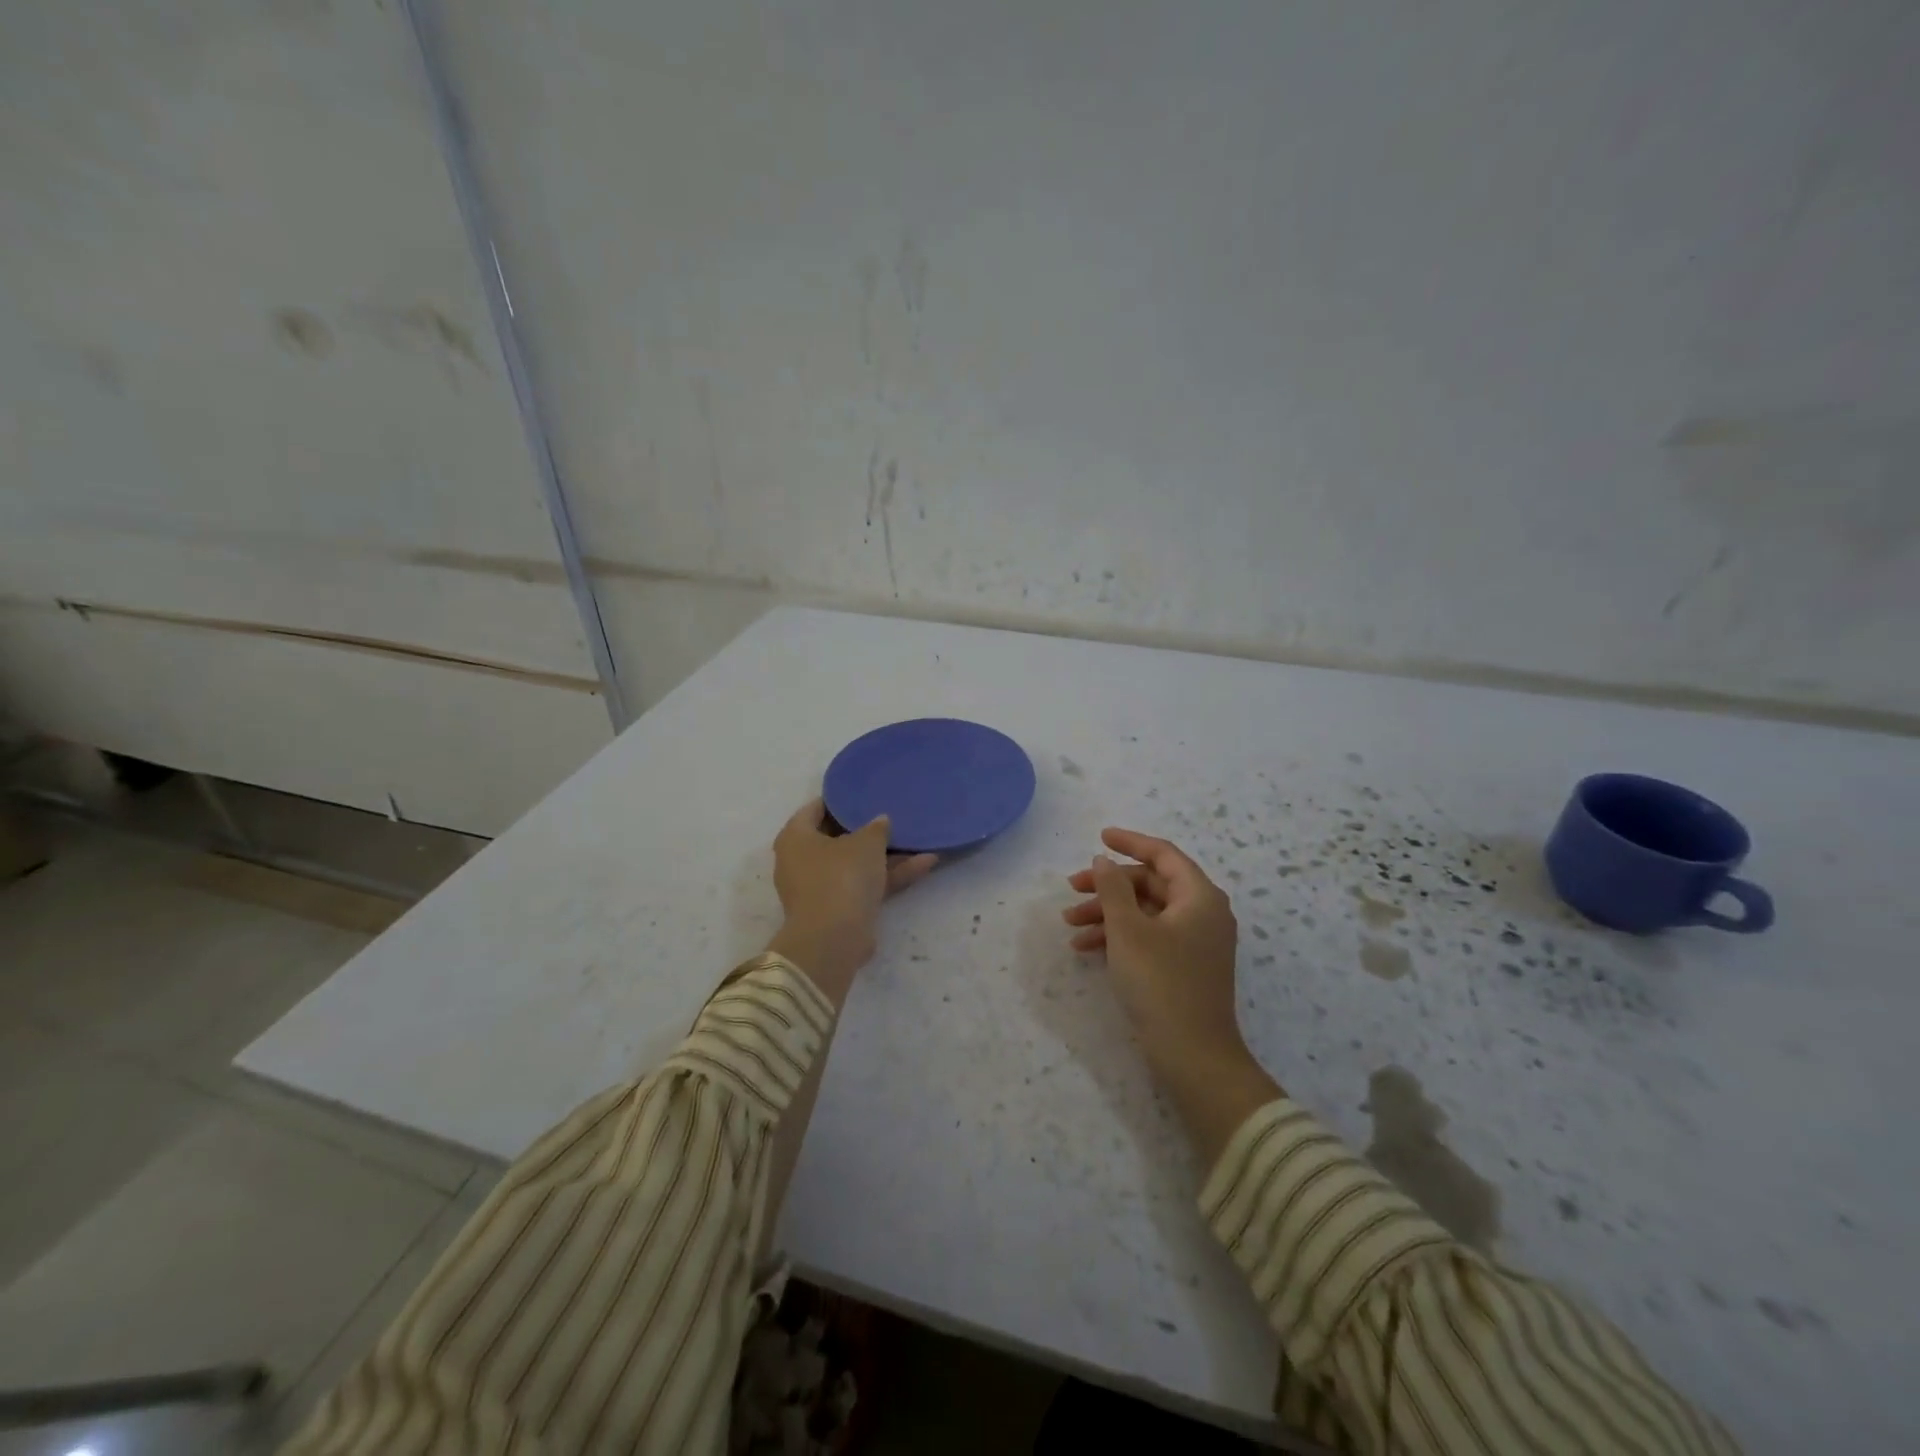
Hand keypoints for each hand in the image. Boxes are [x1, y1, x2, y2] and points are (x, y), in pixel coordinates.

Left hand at [767, 798, 937, 1000]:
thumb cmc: (841, 876)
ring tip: (918, 838)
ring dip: (886, 855)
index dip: (840, 799)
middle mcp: (801, 861)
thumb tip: (880, 821)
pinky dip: (890, 876)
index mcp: (795, 837)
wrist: (835, 939)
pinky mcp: (839, 910)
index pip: (815, 808)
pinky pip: (865, 885)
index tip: (863, 792)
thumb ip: (876, 827)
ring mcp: (820, 888)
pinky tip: (926, 863)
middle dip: (866, 829)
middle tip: (891, 814)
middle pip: (836, 838)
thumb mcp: (866, 842)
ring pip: (856, 864)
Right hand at [1063, 828, 1247, 1078]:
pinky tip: (1086, 948)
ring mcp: (1196, 941)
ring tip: (1070, 925)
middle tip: (1072, 890)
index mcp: (1199, 896)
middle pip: (1150, 884)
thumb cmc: (1161, 983)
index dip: (1130, 842)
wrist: (1193, 1055)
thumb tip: (1104, 860)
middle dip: (1108, 886)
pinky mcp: (1185, 966)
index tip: (1099, 836)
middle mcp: (1203, 913)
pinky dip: (1119, 936)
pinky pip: (1149, 936)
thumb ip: (1113, 888)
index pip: (1163, 854)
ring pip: (1145, 912)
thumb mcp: (1128, 930)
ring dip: (1107, 913)